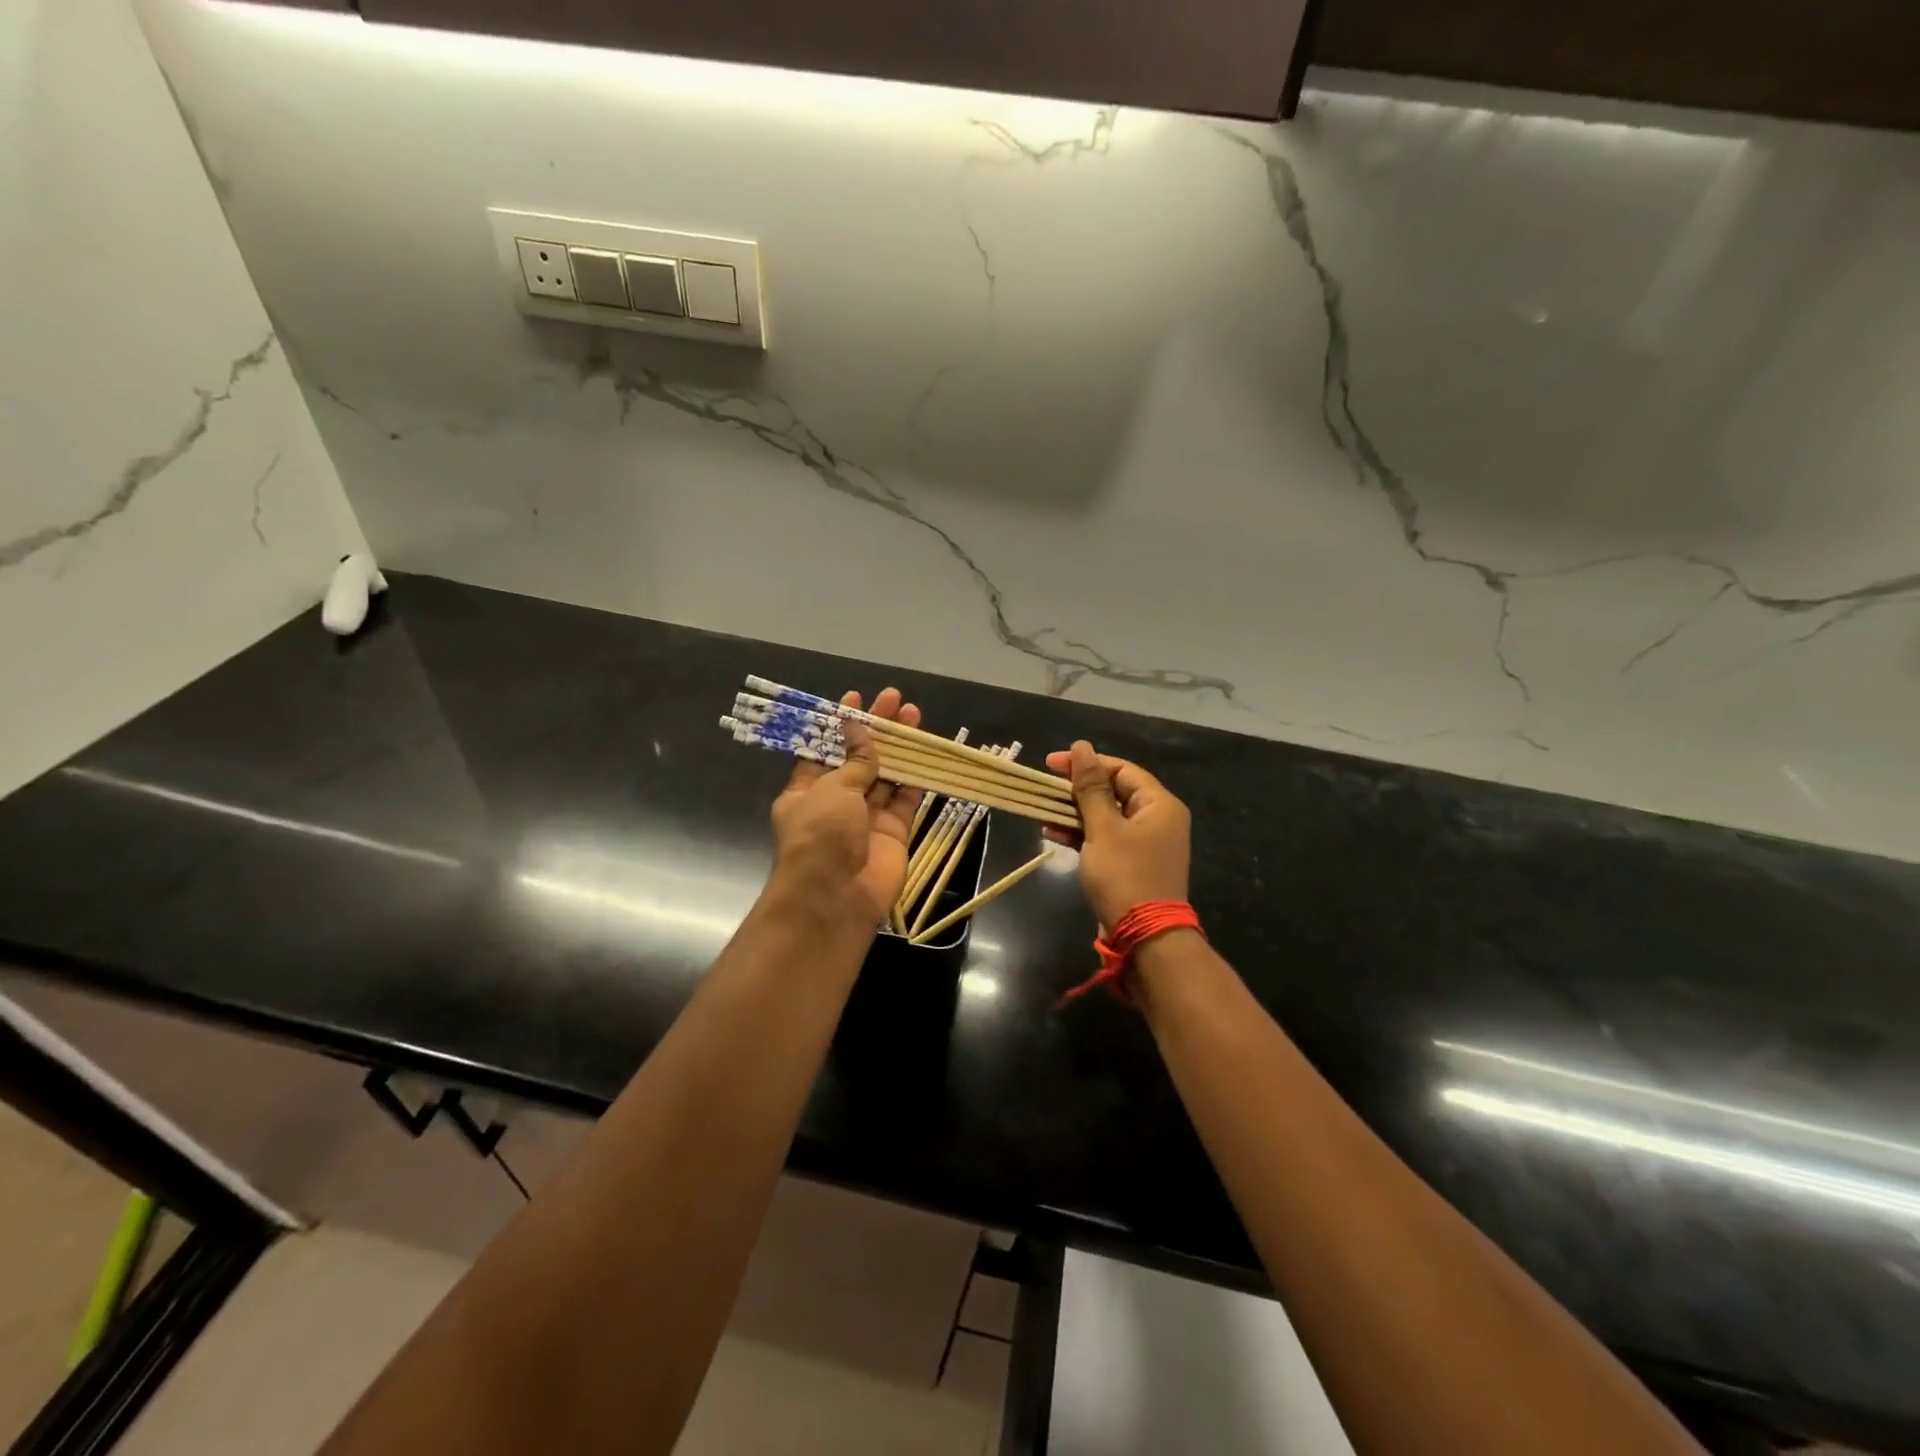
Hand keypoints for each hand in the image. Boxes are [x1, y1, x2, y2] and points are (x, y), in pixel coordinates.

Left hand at [768, 688, 923, 926]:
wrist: (836, 897)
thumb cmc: (821, 835)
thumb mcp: (832, 789)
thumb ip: (854, 760)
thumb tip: (857, 728)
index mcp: (806, 791)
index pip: (825, 749)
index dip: (840, 725)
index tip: (856, 699)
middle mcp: (836, 803)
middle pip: (859, 758)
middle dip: (876, 729)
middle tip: (894, 699)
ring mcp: (866, 818)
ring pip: (885, 775)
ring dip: (898, 747)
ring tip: (914, 714)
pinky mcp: (893, 832)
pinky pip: (905, 799)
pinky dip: (915, 777)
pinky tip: (925, 751)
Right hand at [1044, 741, 1190, 929]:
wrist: (1145, 938)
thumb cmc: (1125, 875)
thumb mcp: (1103, 828)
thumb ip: (1090, 787)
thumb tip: (1082, 746)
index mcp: (1159, 804)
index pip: (1121, 769)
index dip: (1086, 762)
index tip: (1050, 764)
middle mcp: (1157, 819)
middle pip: (1113, 791)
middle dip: (1077, 790)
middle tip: (1044, 788)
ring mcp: (1146, 843)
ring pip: (1106, 816)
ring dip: (1075, 813)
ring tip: (1043, 811)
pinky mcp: (1132, 864)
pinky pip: (1105, 838)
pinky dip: (1082, 834)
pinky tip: (1053, 833)